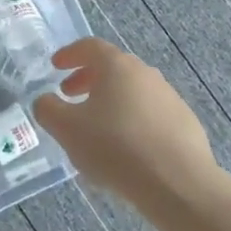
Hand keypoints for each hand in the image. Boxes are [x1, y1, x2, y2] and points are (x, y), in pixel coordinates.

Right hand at [31, 38, 221, 211]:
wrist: (178, 183)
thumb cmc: (116, 148)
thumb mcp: (67, 130)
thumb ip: (48, 110)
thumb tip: (45, 100)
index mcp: (117, 66)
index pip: (90, 46)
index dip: (70, 54)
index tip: (55, 66)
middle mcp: (146, 73)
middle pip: (112, 67)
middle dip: (88, 79)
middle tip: (70, 95)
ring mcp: (169, 97)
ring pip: (132, 91)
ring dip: (111, 101)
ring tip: (96, 127)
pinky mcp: (185, 122)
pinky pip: (151, 114)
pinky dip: (133, 121)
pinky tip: (127, 148)